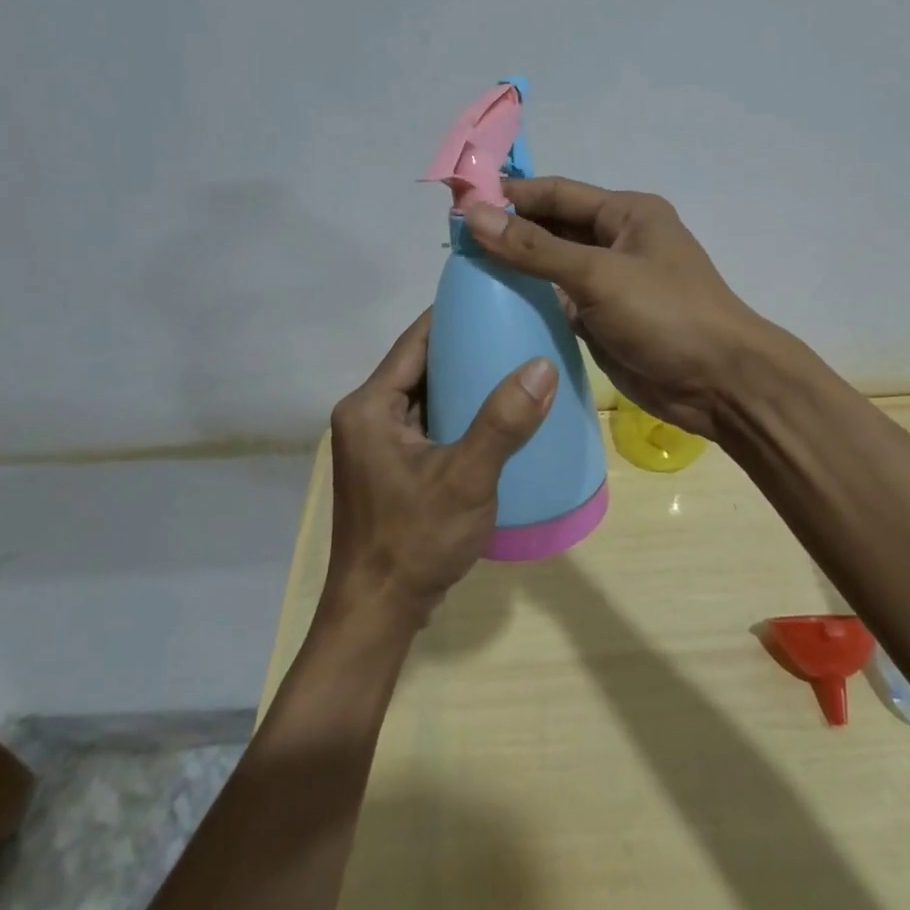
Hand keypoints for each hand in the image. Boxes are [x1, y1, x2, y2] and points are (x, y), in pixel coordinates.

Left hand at [325, 311, 556, 627]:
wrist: (378, 615)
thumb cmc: (415, 541)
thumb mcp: (466, 478)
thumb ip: (503, 422)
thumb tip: (542, 364)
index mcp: (370, 406)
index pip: (415, 340)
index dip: (453, 313)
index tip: (496, 295)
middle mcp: (366, 416)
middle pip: (420, 365)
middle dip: (464, 345)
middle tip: (515, 327)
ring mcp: (376, 444)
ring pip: (425, 395)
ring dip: (462, 379)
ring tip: (513, 361)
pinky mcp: (391, 467)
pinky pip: (427, 422)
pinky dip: (457, 411)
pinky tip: (495, 412)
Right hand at [465, 177, 766, 440]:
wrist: (720, 383)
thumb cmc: (666, 315)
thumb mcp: (598, 275)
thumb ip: (535, 248)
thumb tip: (474, 215)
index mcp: (627, 213)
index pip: (557, 193)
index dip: (510, 195)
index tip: (459, 202)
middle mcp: (618, 240)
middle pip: (553, 227)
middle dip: (509, 231)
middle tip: (453, 243)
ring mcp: (612, 282)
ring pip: (554, 266)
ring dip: (517, 268)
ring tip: (464, 272)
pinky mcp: (605, 319)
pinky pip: (560, 302)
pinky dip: (532, 302)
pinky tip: (495, 306)